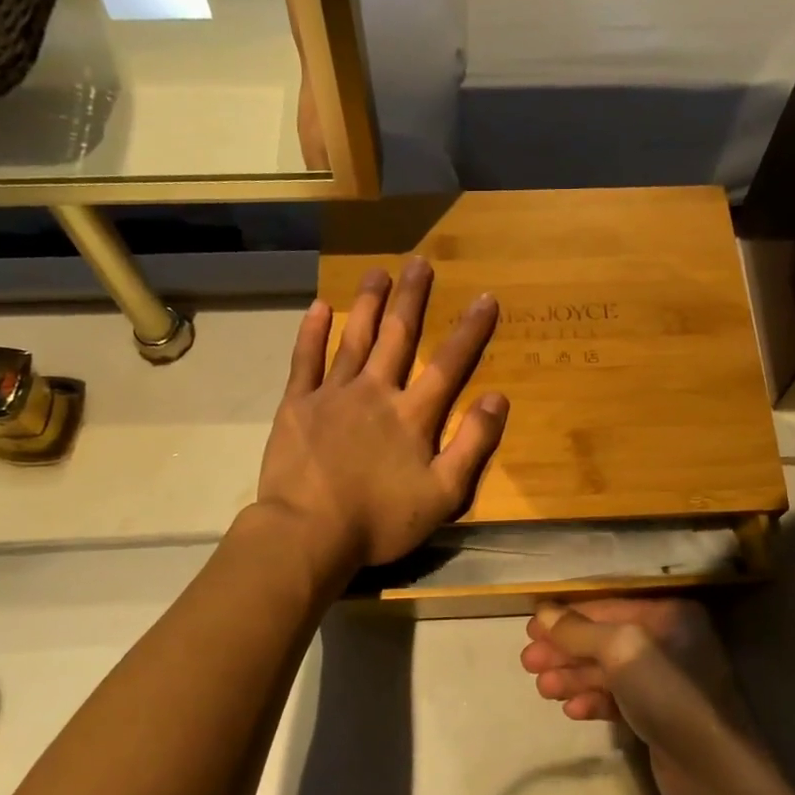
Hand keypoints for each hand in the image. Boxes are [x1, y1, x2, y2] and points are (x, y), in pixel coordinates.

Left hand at [258, 256, 507, 574]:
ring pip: (353, 338)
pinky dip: (312, 332)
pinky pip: (305, 361)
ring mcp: (332, 395)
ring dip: (367, 303)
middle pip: (397, 336)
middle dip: (412, 298)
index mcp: (412, 415)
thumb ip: (472, 445)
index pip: (448, 363)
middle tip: (420, 261)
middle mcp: (375, 392)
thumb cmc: (380, 520)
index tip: (485, 296)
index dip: (469, 330)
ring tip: (377, 272)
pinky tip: (319, 307)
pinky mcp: (296, 405)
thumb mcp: (443, 494)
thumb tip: (497, 398)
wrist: (309, 533)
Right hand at [520, 599, 764, 794]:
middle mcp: (670, 641)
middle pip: (605, 639)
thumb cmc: (667, 693)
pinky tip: (572, 710)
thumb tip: (543, 613)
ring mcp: (666, 680)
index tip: (531, 631)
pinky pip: (619, 699)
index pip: (607, 607)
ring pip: (608, 671)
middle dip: (565, 651)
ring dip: (573, 677)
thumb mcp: (620, 649)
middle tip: (528, 664)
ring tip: (543, 689)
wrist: (713, 771)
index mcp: (669, 614)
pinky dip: (594, 701)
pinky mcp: (661, 715)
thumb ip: (579, 630)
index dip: (567, 618)